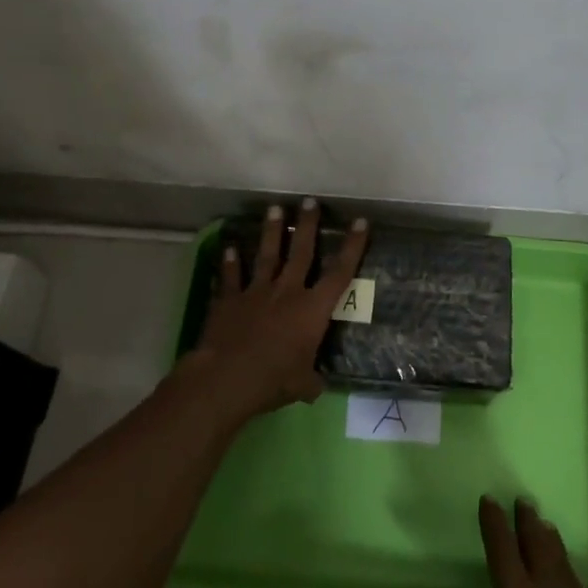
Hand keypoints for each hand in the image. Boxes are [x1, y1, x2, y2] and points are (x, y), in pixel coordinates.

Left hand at [188, 198, 368, 423]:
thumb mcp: (303, 386)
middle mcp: (287, 292)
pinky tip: (229, 247)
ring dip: (271, 231)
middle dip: (307, 225)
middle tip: (309, 201)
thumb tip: (316, 385)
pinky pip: (231, 276)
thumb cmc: (274, 380)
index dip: (352, 247)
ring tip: (274, 209)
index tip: (360, 222)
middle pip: (301, 252)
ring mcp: (256, 292)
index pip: (339, 273)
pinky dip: (230, 262)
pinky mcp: (229, 299)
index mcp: (312, 310)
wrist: (228, 377)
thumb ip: (311, 380)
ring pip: (267, 255)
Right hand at [445, 496, 587, 587]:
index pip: (502, 547)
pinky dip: (577, 579)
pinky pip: (586, 587)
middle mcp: (548, 586)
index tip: (489, 498)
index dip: (494, 522)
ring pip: (562, 557)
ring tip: (546, 525)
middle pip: (537, 541)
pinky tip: (581, 586)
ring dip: (551, 538)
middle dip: (528, 520)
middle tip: (524, 500)